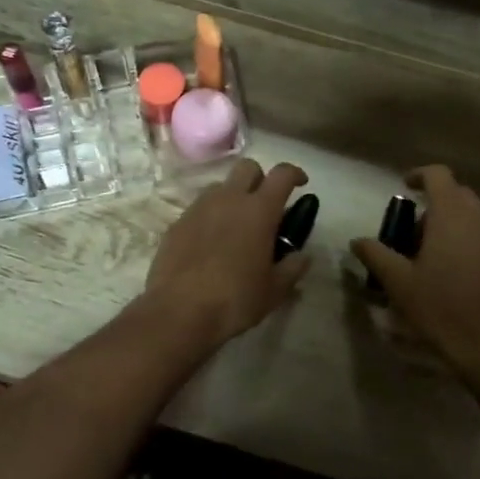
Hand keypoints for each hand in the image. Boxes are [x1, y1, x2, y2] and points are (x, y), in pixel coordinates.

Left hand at [145, 159, 312, 349]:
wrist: (179, 311)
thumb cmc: (236, 299)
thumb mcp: (275, 290)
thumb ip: (293, 267)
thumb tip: (301, 256)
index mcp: (259, 210)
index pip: (282, 174)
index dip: (294, 173)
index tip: (300, 184)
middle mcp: (229, 199)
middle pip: (248, 167)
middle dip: (260, 178)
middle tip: (266, 205)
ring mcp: (199, 208)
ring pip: (220, 186)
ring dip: (233, 196)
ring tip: (236, 225)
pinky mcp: (177, 223)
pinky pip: (199, 208)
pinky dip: (210, 217)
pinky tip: (211, 244)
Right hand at [350, 165, 479, 369]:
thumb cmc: (439, 306)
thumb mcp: (397, 282)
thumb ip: (375, 254)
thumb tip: (357, 240)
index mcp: (451, 215)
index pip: (438, 175)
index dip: (420, 175)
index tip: (405, 187)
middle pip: (457, 196)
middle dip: (434, 207)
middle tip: (413, 235)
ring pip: (474, 220)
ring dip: (453, 228)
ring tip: (434, 259)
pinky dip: (470, 247)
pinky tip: (458, 277)